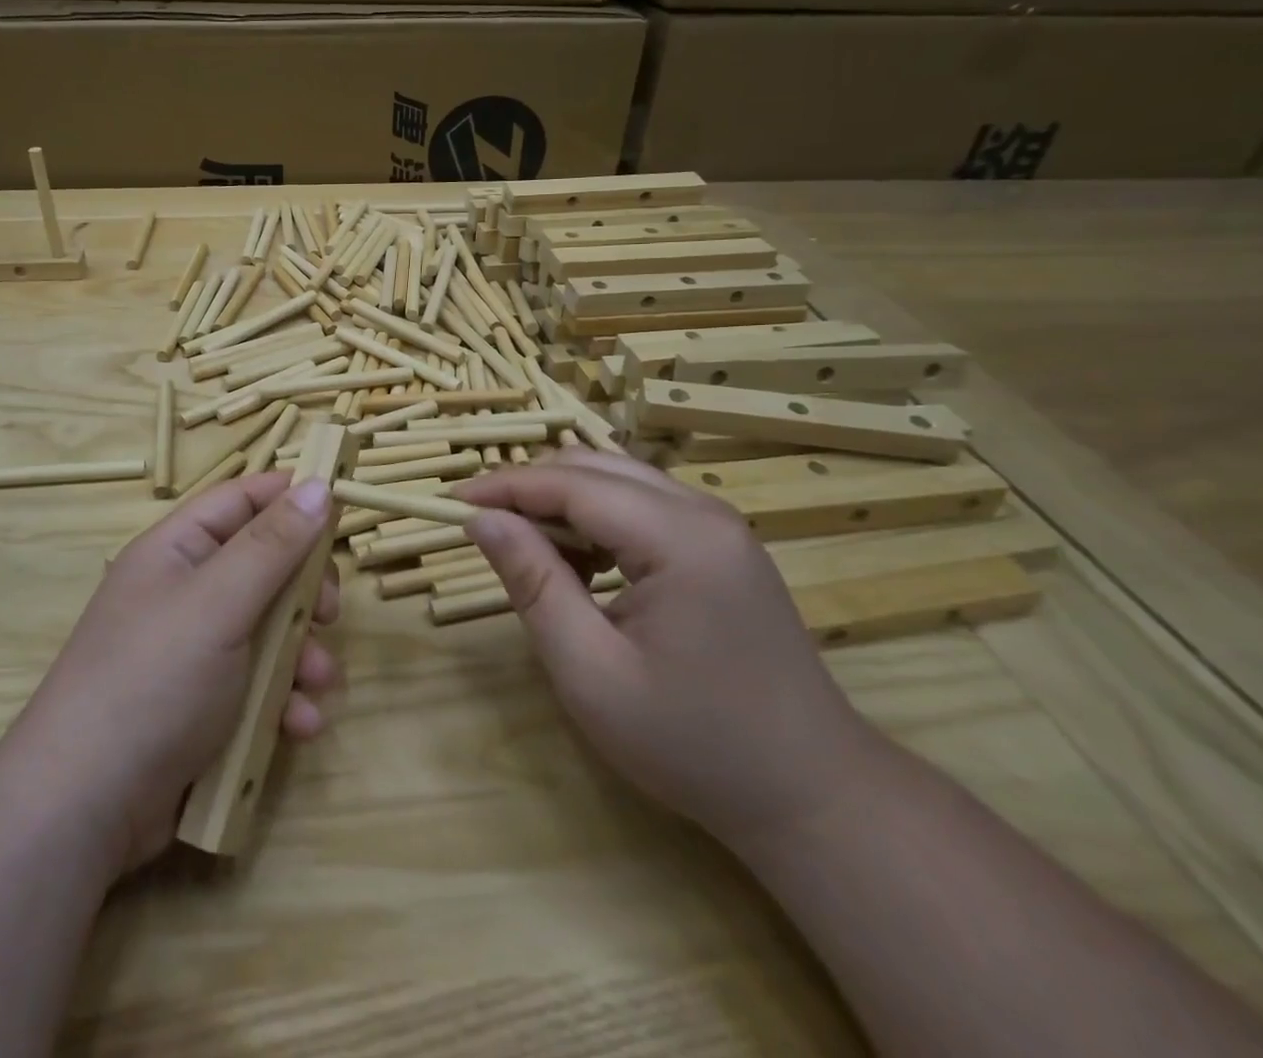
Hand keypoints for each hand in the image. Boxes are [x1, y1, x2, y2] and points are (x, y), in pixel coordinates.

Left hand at [2, 473, 339, 874]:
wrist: (87, 808)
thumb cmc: (154, 680)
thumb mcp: (218, 603)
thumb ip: (272, 545)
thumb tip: (319, 484)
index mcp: (177, 550)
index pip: (241, 500)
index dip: (290, 497)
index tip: (342, 506)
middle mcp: (187, 592)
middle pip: (264, 566)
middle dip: (305, 589)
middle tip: (328, 612)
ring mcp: (196, 651)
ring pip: (271, 629)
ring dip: (303, 654)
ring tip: (319, 682)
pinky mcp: (207, 704)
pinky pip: (260, 684)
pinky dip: (285, 700)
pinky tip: (299, 725)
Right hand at [460, 450, 880, 845]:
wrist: (812, 796)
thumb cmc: (692, 744)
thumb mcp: (591, 672)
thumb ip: (534, 583)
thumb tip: (480, 519)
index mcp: (679, 538)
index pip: (571, 482)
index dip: (504, 486)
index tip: (450, 502)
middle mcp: (704, 512)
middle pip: (595, 466)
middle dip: (530, 488)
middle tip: (482, 527)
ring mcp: (719, 526)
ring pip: (618, 479)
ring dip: (562, 502)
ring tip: (528, 551)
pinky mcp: (722, 545)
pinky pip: (643, 505)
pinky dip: (597, 518)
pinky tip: (583, 565)